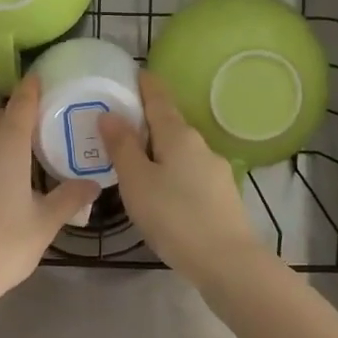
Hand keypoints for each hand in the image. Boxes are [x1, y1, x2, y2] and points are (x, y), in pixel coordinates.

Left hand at [0, 74, 98, 317]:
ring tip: (19, 151)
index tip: (42, 77)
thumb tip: (94, 183)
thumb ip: (69, 198)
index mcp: (7, 144)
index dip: (32, 88)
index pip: (21, 103)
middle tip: (38, 126)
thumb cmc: (0, 246)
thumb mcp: (44, 224)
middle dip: (15, 112)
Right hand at [101, 71, 265, 283]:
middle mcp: (200, 145)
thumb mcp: (137, 181)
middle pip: (170, 123)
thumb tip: (109, 113)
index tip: (132, 74)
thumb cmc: (175, 217)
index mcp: (178, 135)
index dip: (145, 84)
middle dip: (146, 120)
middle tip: (118, 125)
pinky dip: (171, 172)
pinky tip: (161, 192)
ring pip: (180, 151)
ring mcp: (215, 171)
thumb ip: (122, 147)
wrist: (229, 264)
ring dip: (158, 149)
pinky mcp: (222, 196)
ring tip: (134, 162)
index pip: (159, 97)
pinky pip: (189, 173)